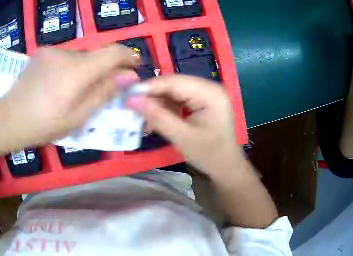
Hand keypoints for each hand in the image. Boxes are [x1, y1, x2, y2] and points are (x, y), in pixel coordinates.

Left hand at [0, 46, 140, 149]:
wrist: (7, 119)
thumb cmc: (42, 125)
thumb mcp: (78, 117)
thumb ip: (104, 93)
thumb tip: (130, 76)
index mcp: (76, 70)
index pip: (113, 52)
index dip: (129, 57)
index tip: (135, 68)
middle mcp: (65, 53)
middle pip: (97, 54)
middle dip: (105, 69)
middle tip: (101, 92)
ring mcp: (51, 51)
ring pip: (81, 56)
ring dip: (87, 70)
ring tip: (74, 92)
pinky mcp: (42, 53)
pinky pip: (66, 57)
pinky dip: (72, 68)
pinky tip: (59, 85)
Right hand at [127, 75, 242, 176]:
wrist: (226, 166)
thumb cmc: (209, 155)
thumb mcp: (181, 137)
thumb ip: (157, 116)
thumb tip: (132, 99)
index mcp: (211, 93)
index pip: (174, 82)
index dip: (149, 87)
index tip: (127, 95)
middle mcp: (210, 87)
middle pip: (174, 84)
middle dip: (153, 95)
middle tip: (132, 107)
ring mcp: (207, 93)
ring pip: (175, 91)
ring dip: (158, 102)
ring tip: (143, 116)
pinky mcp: (203, 100)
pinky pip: (180, 98)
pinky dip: (167, 107)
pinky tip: (156, 118)